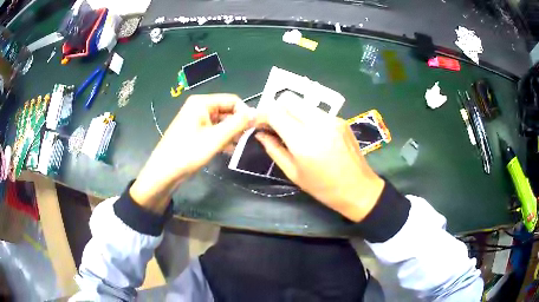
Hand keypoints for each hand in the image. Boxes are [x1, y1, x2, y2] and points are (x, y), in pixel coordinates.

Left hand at [130, 94, 253, 212]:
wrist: (164, 172)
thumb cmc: (188, 152)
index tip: (254, 128)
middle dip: (238, 125)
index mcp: (202, 103)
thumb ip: (237, 124)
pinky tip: (229, 150)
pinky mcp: (195, 132)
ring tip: (239, 147)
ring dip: (231, 134)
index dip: (245, 113)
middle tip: (247, 140)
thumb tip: (256, 113)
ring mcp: (196, 120)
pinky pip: (214, 131)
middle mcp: (199, 108)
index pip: (232, 100)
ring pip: (221, 123)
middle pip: (226, 111)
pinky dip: (222, 139)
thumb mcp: (216, 138)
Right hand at [255, 103, 384, 221]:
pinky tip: (309, 133)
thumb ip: (274, 150)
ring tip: (290, 129)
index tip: (258, 124)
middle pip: (288, 99)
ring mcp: (332, 119)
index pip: (275, 112)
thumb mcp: (294, 173)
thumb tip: (260, 134)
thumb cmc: (324, 188)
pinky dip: (306, 116)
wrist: (359, 188)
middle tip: (273, 125)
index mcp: (303, 140)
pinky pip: (316, 111)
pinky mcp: (341, 119)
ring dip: (291, 112)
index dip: (262, 114)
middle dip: (276, 109)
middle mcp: (318, 123)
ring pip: (302, 103)